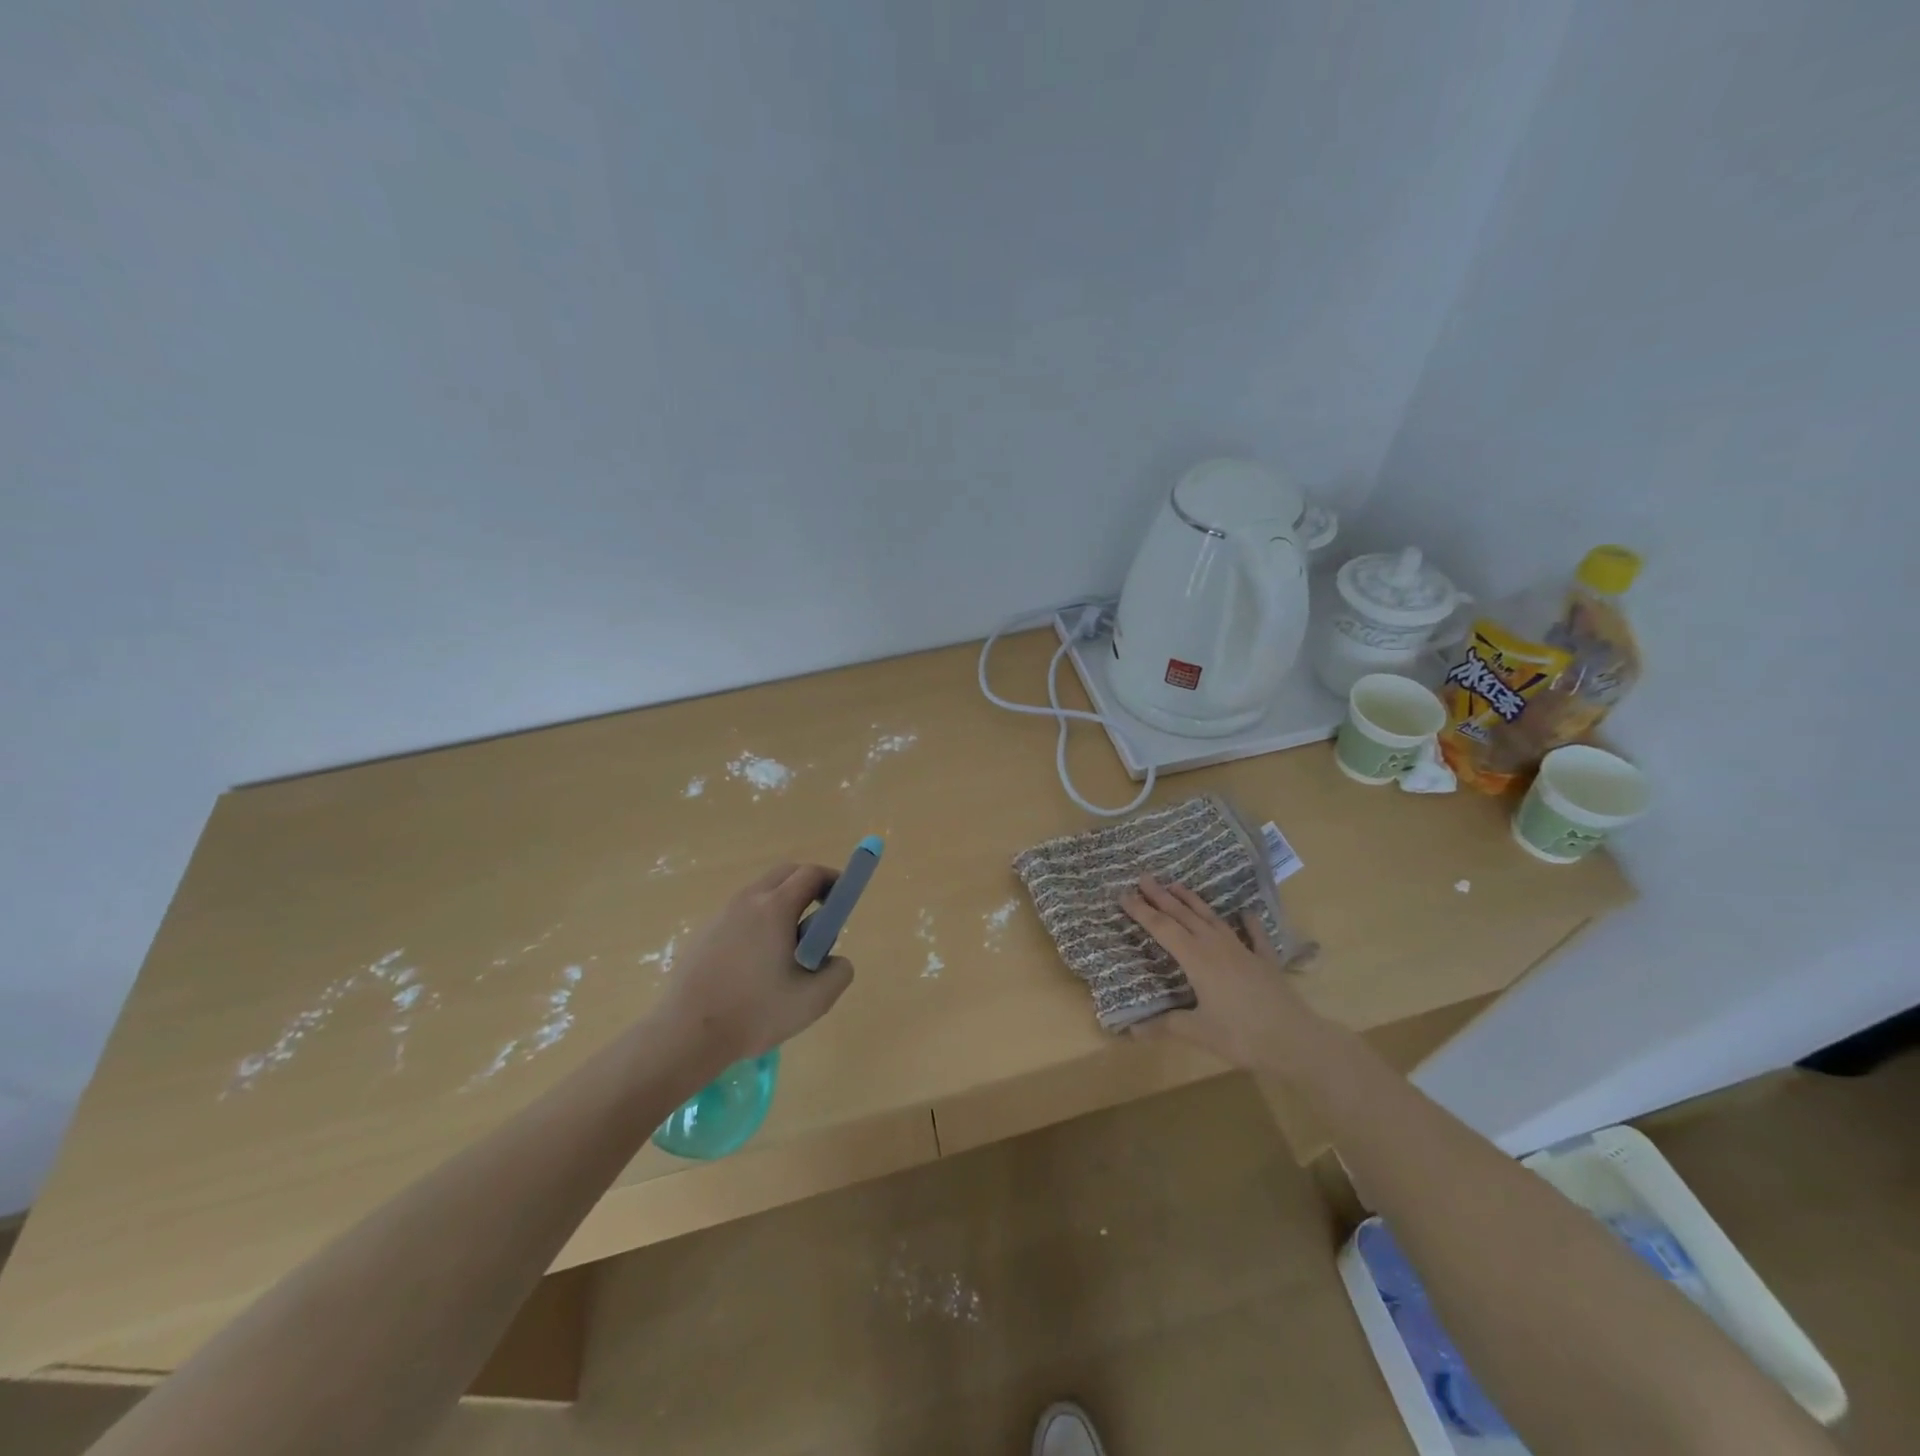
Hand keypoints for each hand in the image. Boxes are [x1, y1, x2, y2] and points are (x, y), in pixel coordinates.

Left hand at [651, 863, 854, 1067]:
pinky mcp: (704, 932)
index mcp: (775, 907)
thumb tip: (834, 958)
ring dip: (782, 905)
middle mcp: (748, 900)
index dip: (833, 881)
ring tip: (788, 948)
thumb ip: (839, 972)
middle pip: (785, 874)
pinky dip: (758, 922)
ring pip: (761, 893)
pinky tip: (756, 964)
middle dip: (809, 886)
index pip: (811, 874)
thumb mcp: (814, 1000)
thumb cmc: (755, 1013)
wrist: (686, 1034)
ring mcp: (722, 914)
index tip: (842, 900)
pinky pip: (741, 914)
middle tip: (820, 918)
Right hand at [1119, 876, 1316, 1069]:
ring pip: (1213, 919)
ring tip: (1178, 885)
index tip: (1124, 894)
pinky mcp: (1265, 961)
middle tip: (1144, 877)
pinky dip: (1248, 923)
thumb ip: (1166, 1025)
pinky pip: (1254, 936)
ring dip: (1194, 901)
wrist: (1296, 1040)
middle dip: (1162, 897)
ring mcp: (1243, 950)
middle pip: (1184, 916)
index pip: (1162, 929)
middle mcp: (1216, 946)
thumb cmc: (1242, 1036)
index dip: (1142, 912)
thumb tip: (1132, 1029)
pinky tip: (1246, 912)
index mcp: (1196, 959)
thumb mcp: (1198, 1033)